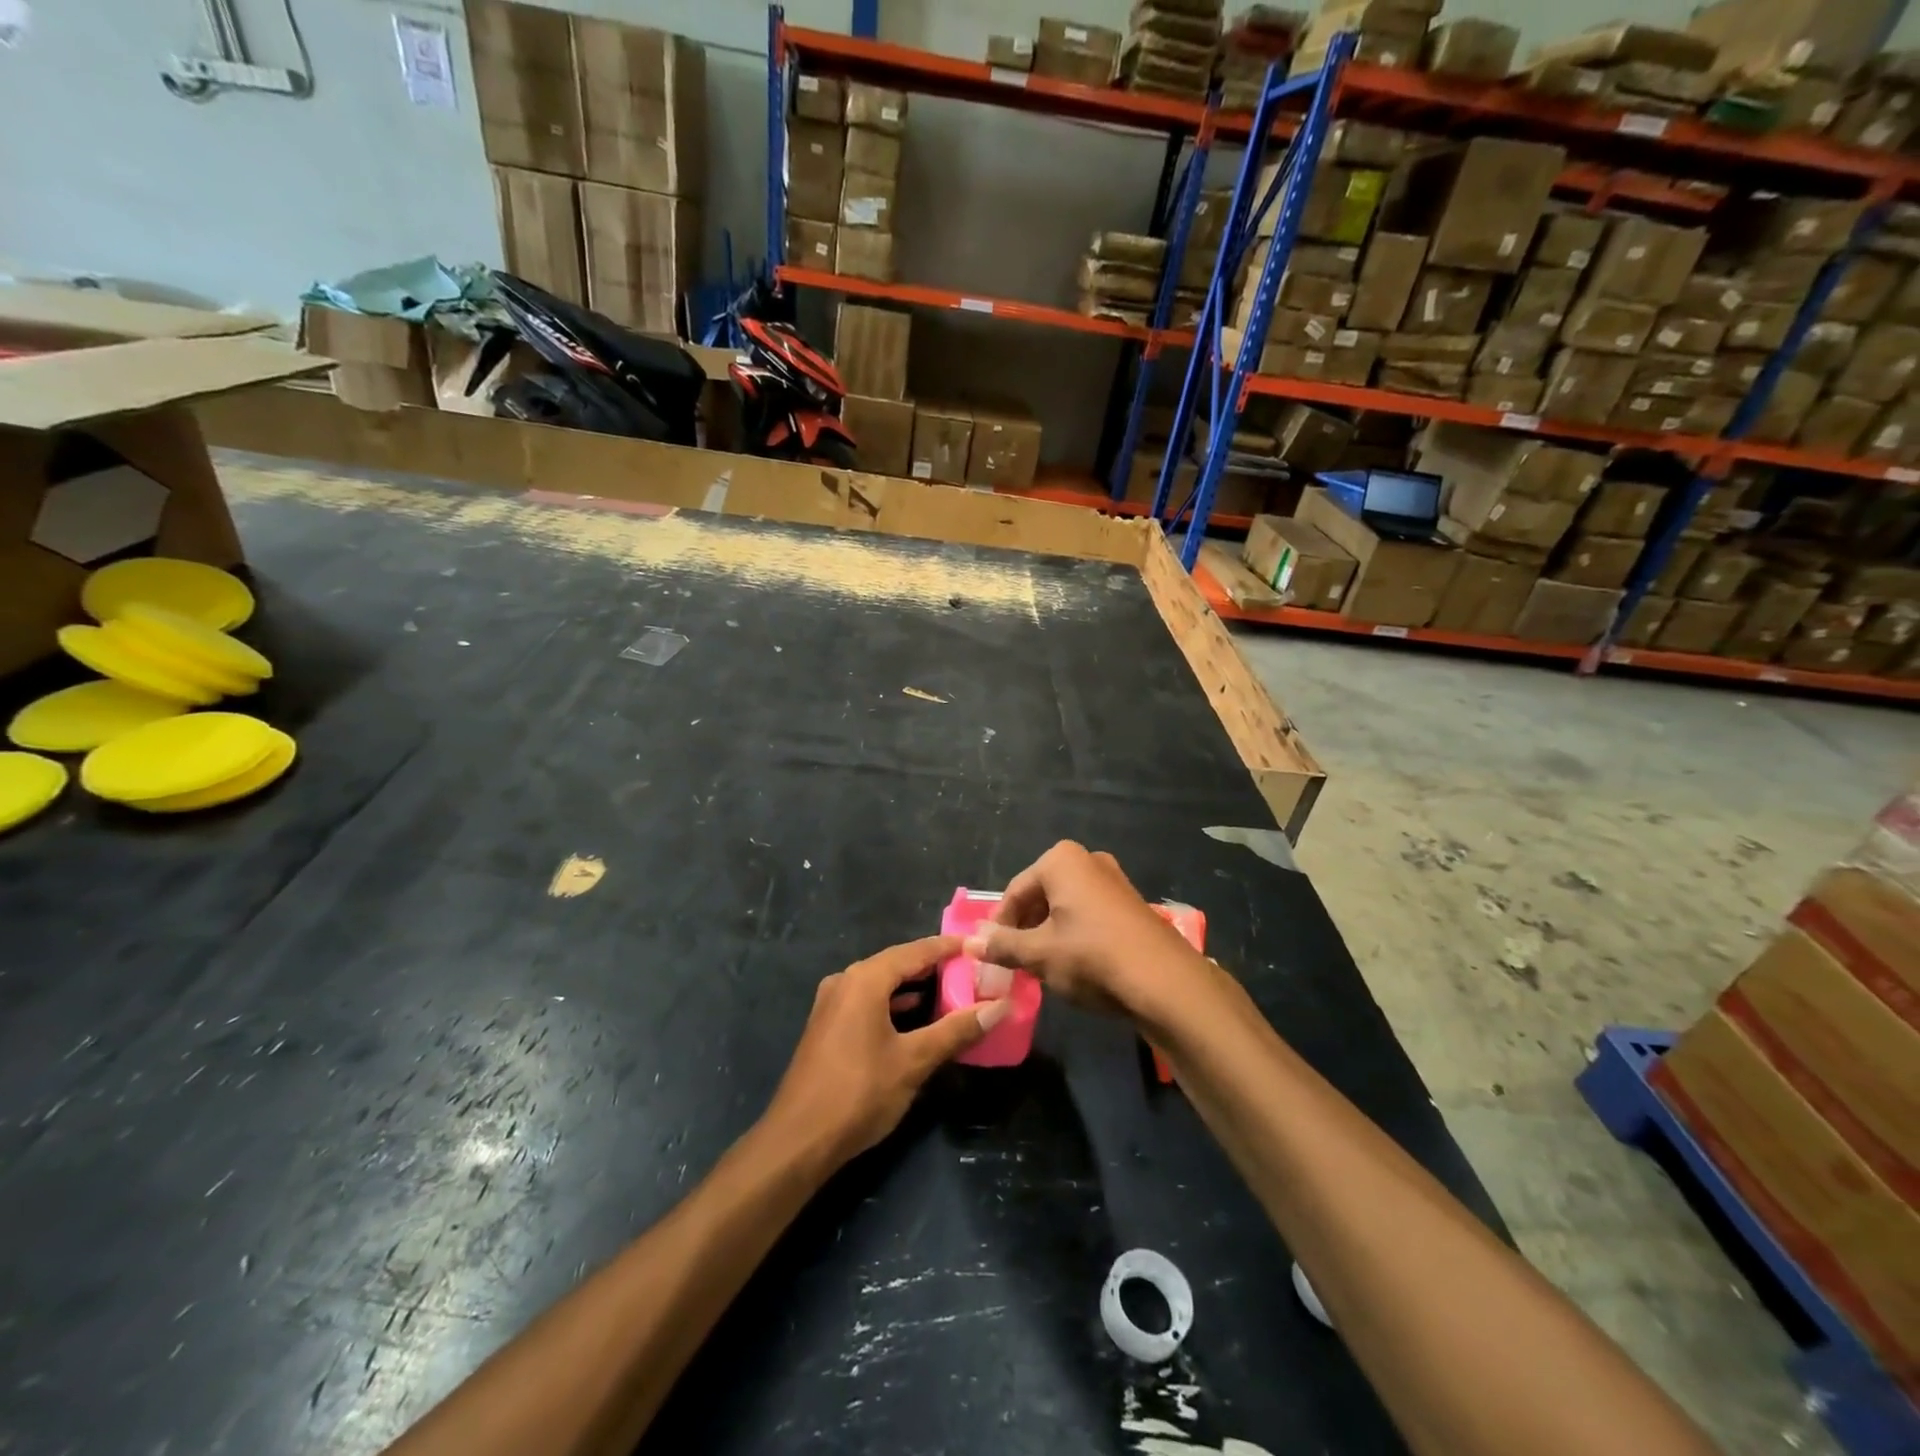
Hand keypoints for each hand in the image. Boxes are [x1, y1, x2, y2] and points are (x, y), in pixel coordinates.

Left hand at [765, 936, 1008, 1167]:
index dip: (949, 947)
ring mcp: (832, 1003)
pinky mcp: (828, 1026)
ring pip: (882, 983)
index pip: (916, 951)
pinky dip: (894, 1003)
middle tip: (972, 969)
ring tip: (953, 990)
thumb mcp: (914, 1061)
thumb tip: (999, 1007)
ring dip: (915, 986)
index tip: (979, 945)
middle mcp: (846, 981)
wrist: (798, 1141)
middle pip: (897, 963)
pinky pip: (868, 1001)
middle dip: (934, 966)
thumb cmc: (859, 1093)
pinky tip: (916, 1016)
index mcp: (865, 979)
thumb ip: (956, 1030)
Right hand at [963, 842, 1211, 1024]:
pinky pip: (1089, 915)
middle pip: (1040, 895)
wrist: (1165, 981)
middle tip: (1013, 962)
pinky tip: (1073, 965)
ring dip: (1047, 934)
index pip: (1014, 892)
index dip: (998, 925)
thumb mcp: (1039, 954)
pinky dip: (1073, 935)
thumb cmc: (1091, 957)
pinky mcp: (1131, 904)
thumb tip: (970, 942)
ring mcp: (1113, 881)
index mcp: (1060, 860)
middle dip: (1024, 928)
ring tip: (1040, 967)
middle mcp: (1087, 860)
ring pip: (1065, 907)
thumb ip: (1002, 946)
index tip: (990, 954)